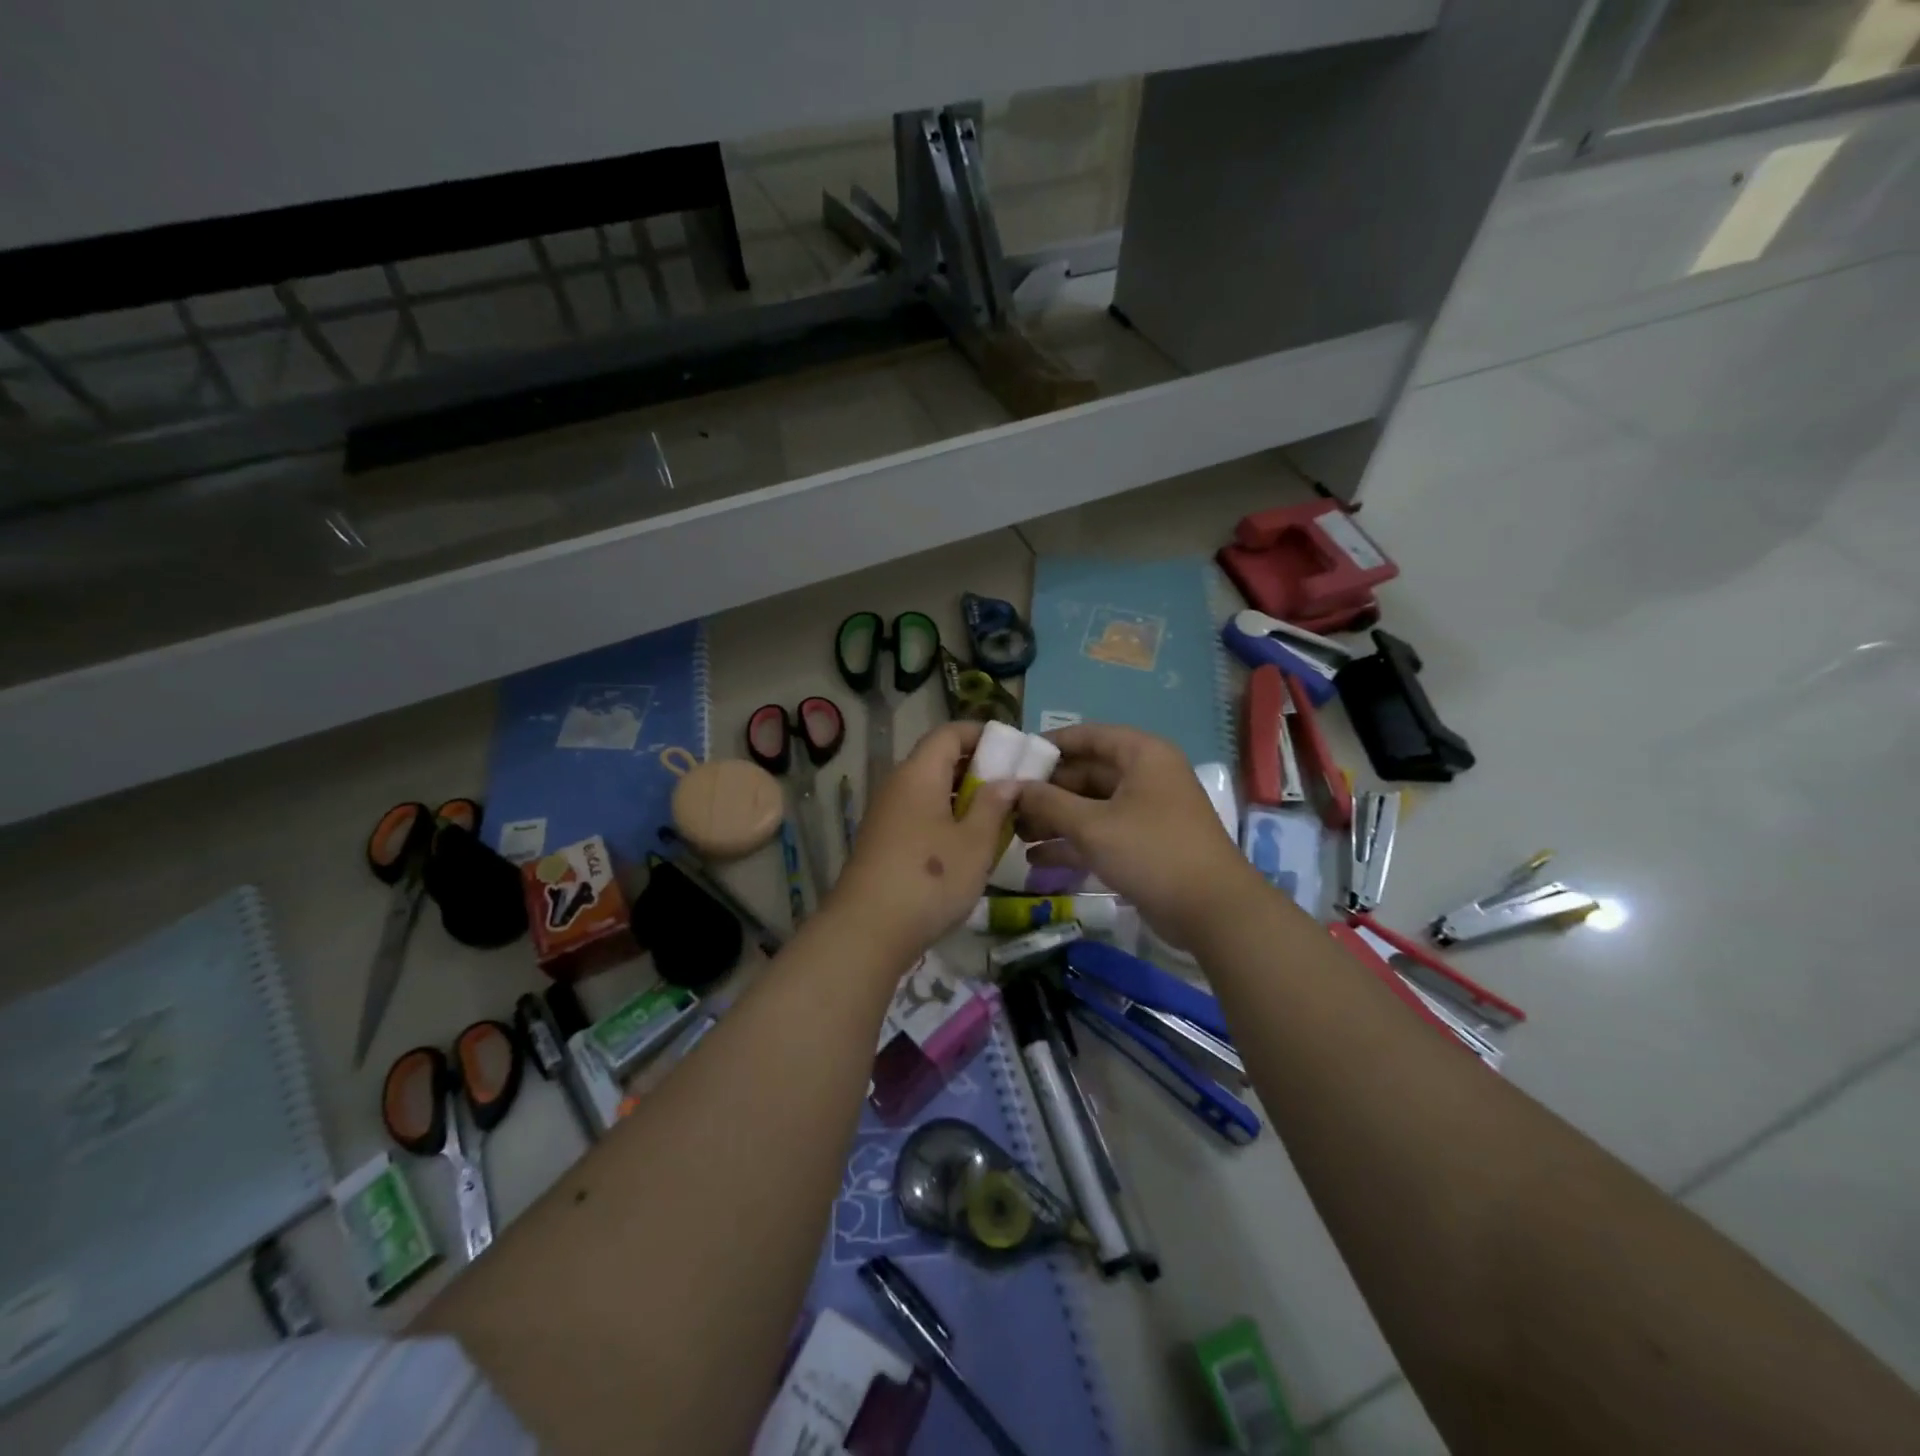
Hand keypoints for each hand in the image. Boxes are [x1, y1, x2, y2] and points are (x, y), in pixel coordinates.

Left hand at [826, 722, 1019, 961]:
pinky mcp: (883, 842)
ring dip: (963, 797)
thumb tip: (1008, 781)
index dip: (982, 735)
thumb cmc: (930, 879)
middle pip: (938, 760)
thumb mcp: (975, 842)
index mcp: (918, 773)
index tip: (1013, 751)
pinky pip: (919, 814)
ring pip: (930, 790)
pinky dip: (946, 818)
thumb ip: (994, 805)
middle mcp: (898, 785)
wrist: (868, 931)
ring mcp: (886, 814)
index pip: (949, 733)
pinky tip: (966, 845)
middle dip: (977, 768)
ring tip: (996, 818)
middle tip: (1012, 788)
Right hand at [1015, 724, 1259, 950]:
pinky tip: (1035, 859)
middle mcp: (1144, 776)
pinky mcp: (1142, 844)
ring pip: (1090, 806)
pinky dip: (1072, 843)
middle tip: (1005, 804)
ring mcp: (1144, 811)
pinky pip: (1100, 833)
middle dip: (1045, 790)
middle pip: (1085, 773)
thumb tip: (1011, 787)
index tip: (1011, 760)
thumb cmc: (1151, 851)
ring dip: (1054, 819)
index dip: (1048, 745)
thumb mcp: (1092, 825)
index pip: (1087, 736)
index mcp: (1141, 755)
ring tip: (1012, 834)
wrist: (1212, 911)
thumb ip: (1048, 802)